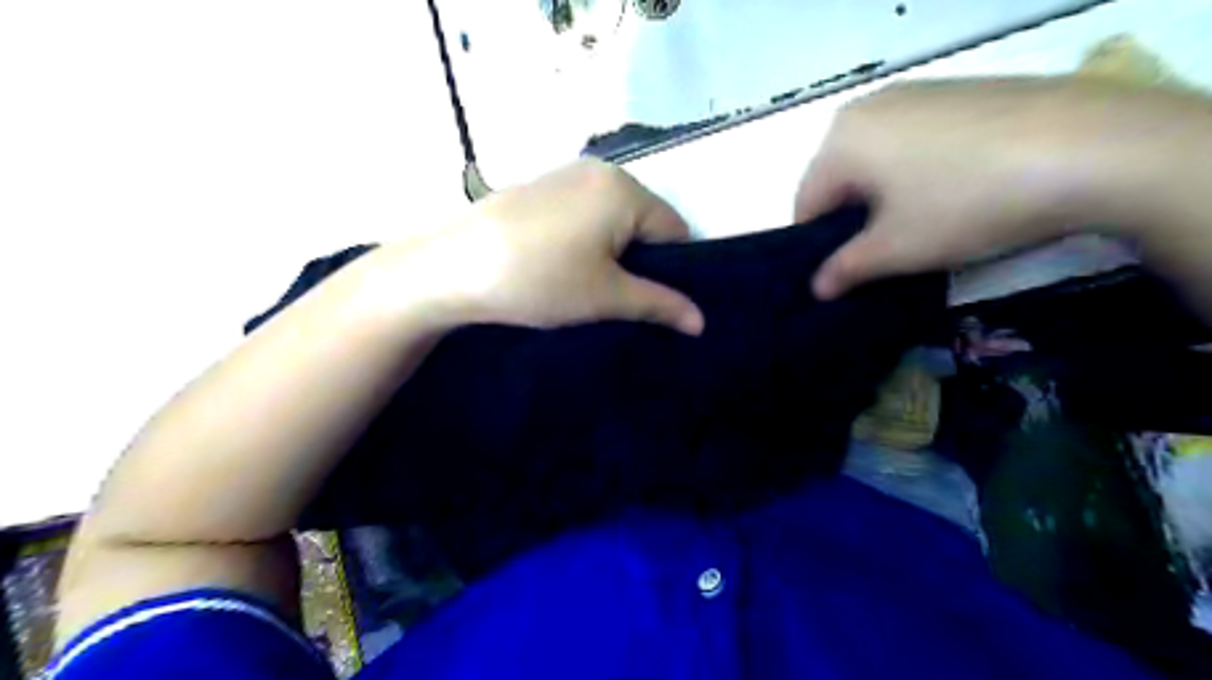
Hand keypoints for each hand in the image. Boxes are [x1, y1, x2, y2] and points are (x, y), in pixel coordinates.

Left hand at [383, 162, 700, 335]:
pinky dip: (585, 239)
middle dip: (640, 260)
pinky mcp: (539, 187)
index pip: (676, 230)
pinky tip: (559, 265)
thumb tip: (701, 322)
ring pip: (612, 218)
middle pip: (645, 221)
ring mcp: (565, 175)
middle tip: (618, 298)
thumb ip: (659, 304)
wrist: (449, 268)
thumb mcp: (606, 297)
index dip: (673, 270)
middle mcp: (600, 171)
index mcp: (625, 189)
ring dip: (611, 251)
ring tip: (585, 285)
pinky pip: (583, 213)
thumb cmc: (539, 280)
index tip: (653, 301)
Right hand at [798, 76, 1190, 297]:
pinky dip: (917, 171)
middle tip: (888, 251)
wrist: (1091, 146)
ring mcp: (915, 93)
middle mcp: (868, 108)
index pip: (806, 204)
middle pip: (839, 179)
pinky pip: (912, 142)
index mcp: (840, 141)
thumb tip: (816, 289)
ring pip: (876, 161)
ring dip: (886, 197)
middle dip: (854, 219)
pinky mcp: (956, 91)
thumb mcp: (896, 249)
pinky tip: (956, 190)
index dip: (819, 246)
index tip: (845, 273)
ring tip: (926, 223)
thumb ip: (844, 270)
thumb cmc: (964, 203)